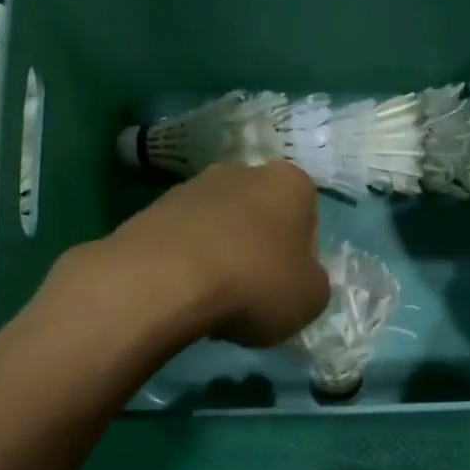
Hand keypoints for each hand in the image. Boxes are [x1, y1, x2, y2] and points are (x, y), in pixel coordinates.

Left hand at [101, 160, 329, 346]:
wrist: (165, 278)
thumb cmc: (255, 282)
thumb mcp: (311, 298)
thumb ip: (314, 283)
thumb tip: (298, 279)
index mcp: (291, 183)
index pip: (308, 221)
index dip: (301, 260)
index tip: (287, 290)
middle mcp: (244, 171)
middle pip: (261, 218)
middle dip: (258, 251)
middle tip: (252, 294)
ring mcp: (194, 185)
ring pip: (220, 226)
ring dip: (222, 255)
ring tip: (213, 299)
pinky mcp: (154, 207)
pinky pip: (184, 239)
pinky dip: (187, 262)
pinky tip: (183, 293)